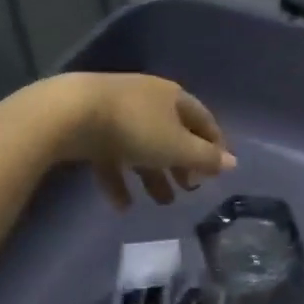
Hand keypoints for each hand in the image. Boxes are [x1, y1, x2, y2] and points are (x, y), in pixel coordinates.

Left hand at [51, 73, 235, 208]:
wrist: (69, 113)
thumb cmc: (135, 127)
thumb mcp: (176, 147)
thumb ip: (205, 158)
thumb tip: (233, 163)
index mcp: (173, 97)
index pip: (203, 119)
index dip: (214, 145)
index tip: (219, 170)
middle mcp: (148, 99)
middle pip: (172, 134)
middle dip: (182, 164)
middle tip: (189, 189)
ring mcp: (117, 112)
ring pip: (142, 147)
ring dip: (153, 175)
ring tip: (161, 202)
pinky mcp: (90, 127)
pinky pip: (112, 155)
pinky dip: (120, 178)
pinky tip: (122, 205)